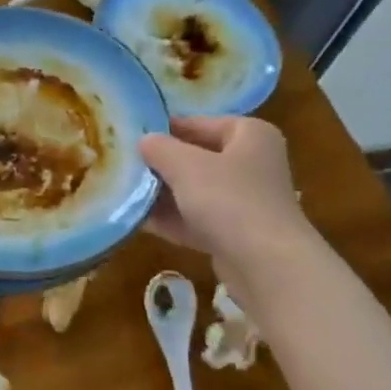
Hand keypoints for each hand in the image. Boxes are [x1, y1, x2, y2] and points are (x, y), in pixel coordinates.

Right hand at [140, 116, 308, 267]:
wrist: (267, 266)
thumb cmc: (229, 200)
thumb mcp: (186, 166)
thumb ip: (160, 148)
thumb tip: (144, 140)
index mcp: (250, 135)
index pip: (200, 123)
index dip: (165, 129)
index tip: (132, 136)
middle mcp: (252, 164)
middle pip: (197, 158)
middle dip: (161, 165)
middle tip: (123, 166)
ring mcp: (245, 202)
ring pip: (196, 192)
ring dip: (163, 194)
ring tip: (124, 192)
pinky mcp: (236, 235)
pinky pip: (198, 220)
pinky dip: (172, 220)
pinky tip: (138, 221)